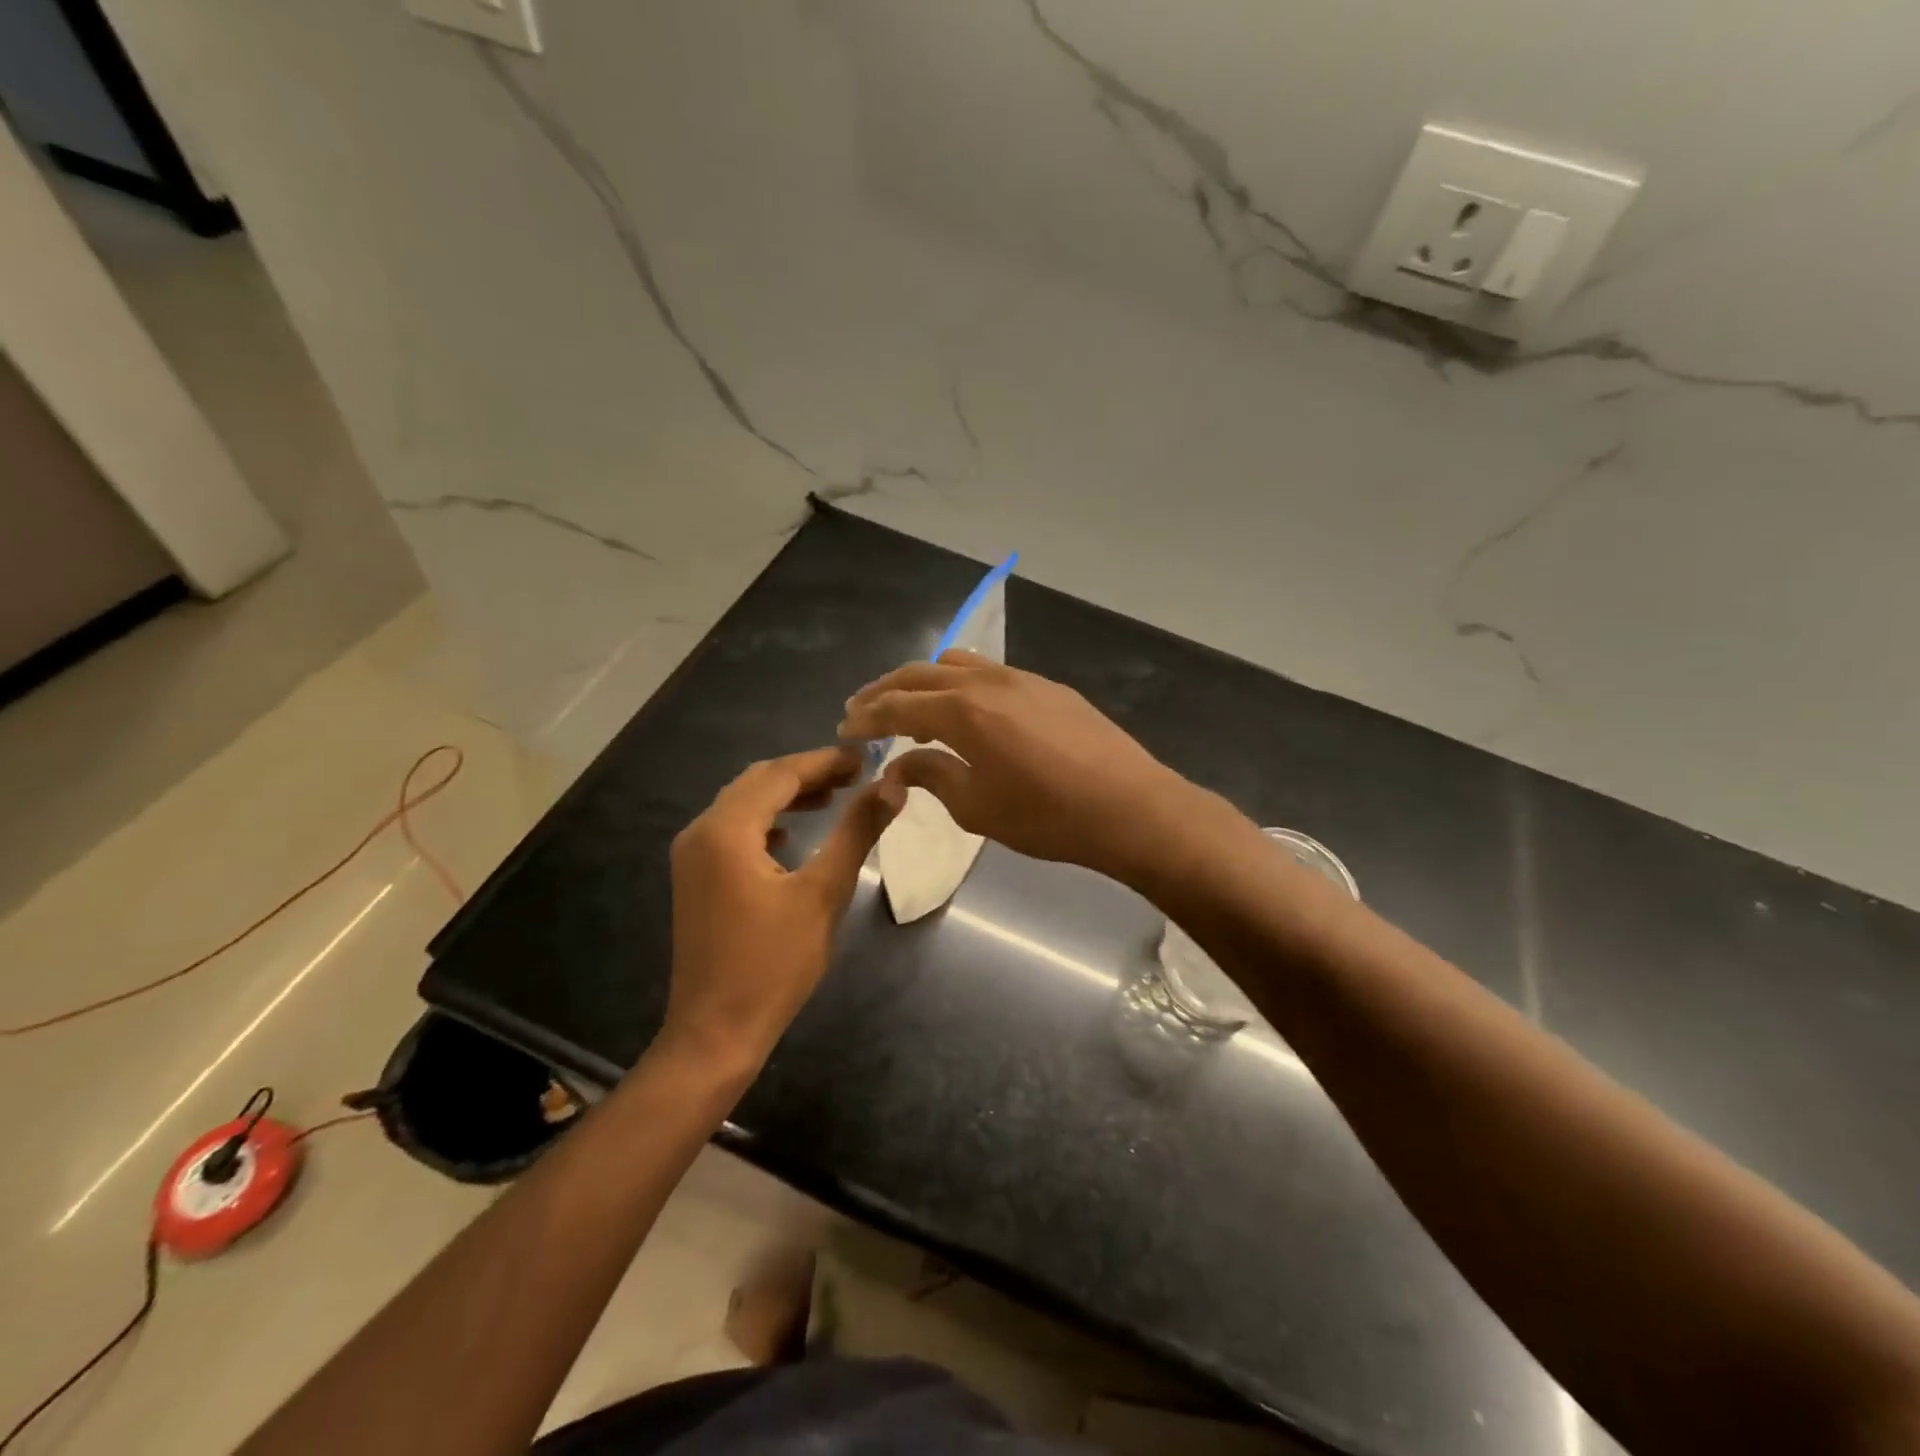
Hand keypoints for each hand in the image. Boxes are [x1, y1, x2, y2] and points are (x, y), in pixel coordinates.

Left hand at [663, 747, 898, 1073]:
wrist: (716, 1032)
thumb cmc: (773, 964)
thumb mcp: (823, 893)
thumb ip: (856, 832)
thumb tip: (891, 786)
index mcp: (726, 830)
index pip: (780, 773)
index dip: (825, 760)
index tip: (867, 757)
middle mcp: (700, 832)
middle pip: (757, 782)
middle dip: (807, 771)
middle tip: (856, 773)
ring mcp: (692, 856)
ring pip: (743, 804)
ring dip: (787, 794)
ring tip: (834, 795)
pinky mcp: (696, 878)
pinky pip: (733, 830)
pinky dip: (767, 819)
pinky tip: (793, 832)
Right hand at [839, 651, 1194, 884]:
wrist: (1130, 807)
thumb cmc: (1047, 816)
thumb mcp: (977, 806)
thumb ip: (932, 776)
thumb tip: (899, 765)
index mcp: (963, 711)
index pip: (897, 706)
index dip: (865, 717)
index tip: (843, 730)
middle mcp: (988, 681)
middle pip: (921, 674)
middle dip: (885, 691)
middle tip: (862, 710)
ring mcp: (1022, 678)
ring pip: (957, 663)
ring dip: (924, 681)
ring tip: (911, 707)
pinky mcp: (1049, 686)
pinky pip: (990, 672)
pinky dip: (961, 683)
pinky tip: (966, 709)